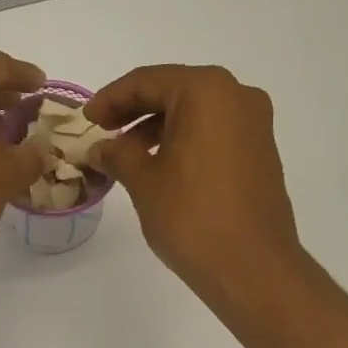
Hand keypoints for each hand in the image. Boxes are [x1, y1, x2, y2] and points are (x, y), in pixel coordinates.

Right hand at [87, 65, 303, 307]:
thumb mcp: (144, 182)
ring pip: (196, 114)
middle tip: (103, 133)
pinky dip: (184, 142)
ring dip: (159, 129)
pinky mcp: (261, 153)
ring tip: (127, 157)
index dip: (111, 98)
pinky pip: (214, 134)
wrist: (251, 266)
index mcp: (207, 91)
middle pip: (175, 92)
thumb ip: (118, 155)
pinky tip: (161, 168)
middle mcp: (237, 96)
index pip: (148, 81)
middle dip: (135, 111)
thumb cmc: (192, 217)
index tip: (86, 120)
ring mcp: (255, 125)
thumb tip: (101, 148)